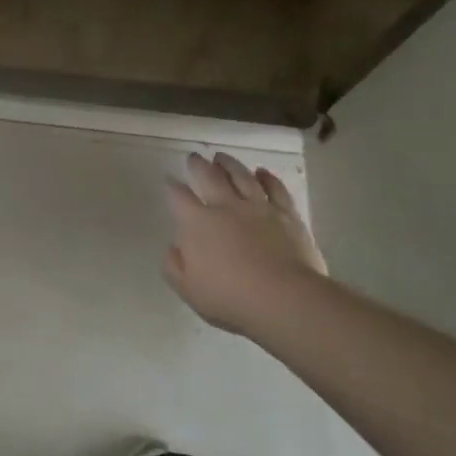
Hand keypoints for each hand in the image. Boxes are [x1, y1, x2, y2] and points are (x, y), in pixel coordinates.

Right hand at [163, 152, 328, 335]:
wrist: (284, 299)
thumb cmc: (230, 297)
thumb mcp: (187, 289)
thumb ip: (173, 265)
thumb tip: (174, 246)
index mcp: (196, 223)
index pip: (178, 196)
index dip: (172, 187)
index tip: (169, 181)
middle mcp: (225, 206)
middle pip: (208, 177)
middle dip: (198, 165)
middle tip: (194, 157)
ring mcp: (258, 207)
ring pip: (241, 176)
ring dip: (229, 164)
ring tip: (221, 157)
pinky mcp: (286, 214)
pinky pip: (275, 188)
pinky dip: (267, 178)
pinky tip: (262, 172)